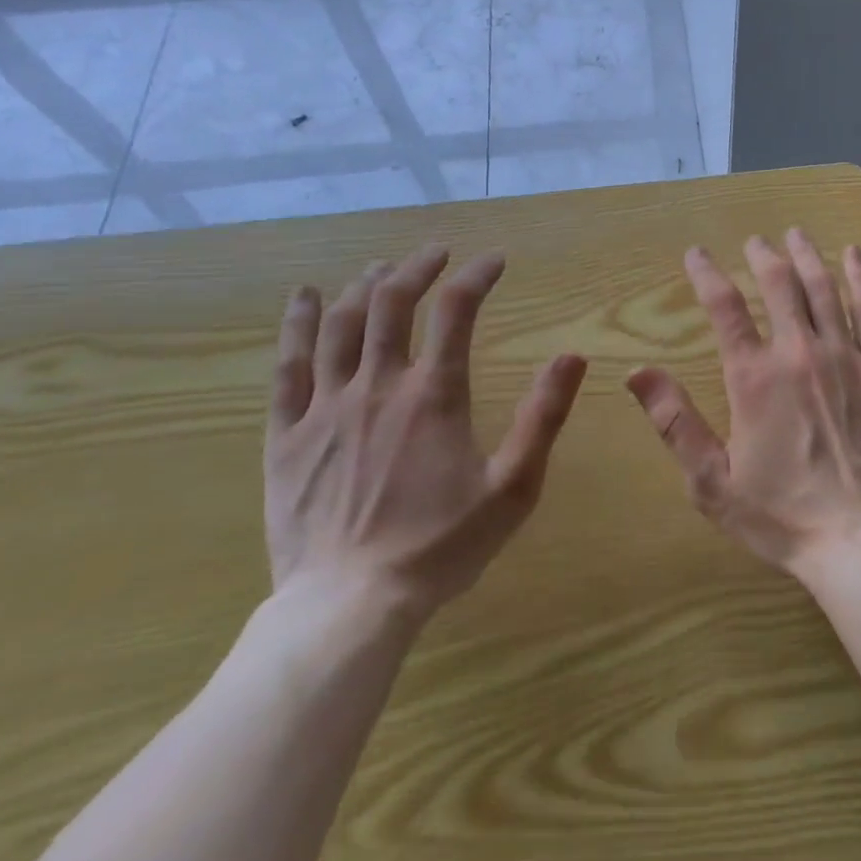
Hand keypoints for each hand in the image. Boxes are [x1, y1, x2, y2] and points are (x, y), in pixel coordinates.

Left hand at [267, 244, 587, 626]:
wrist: (349, 607)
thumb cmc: (440, 547)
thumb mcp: (513, 487)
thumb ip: (543, 417)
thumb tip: (573, 356)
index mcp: (433, 394)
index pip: (456, 310)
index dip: (476, 276)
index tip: (494, 262)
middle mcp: (377, 385)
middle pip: (392, 302)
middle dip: (418, 268)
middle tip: (437, 254)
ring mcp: (325, 408)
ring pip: (341, 324)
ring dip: (365, 286)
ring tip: (382, 268)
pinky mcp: (287, 435)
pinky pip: (289, 366)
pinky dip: (299, 324)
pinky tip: (306, 297)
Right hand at [626, 229, 860, 576]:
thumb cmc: (781, 514)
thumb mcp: (712, 480)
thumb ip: (675, 422)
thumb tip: (638, 372)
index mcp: (755, 378)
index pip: (724, 308)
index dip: (706, 274)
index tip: (696, 254)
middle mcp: (799, 353)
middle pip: (779, 284)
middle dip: (763, 256)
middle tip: (755, 241)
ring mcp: (846, 356)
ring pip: (823, 288)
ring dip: (807, 255)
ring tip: (796, 234)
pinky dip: (860, 277)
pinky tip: (854, 254)